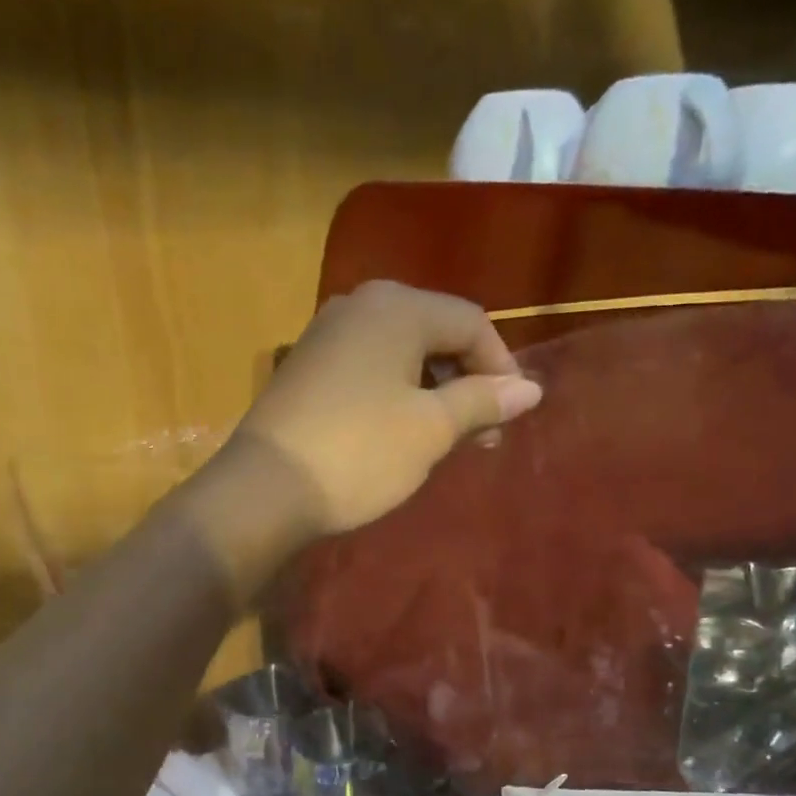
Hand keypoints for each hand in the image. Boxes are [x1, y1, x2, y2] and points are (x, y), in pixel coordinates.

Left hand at [235, 280, 541, 535]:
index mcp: (397, 307)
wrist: (264, 490)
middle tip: (484, 435)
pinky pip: (370, 369)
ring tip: (448, 440)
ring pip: (402, 354)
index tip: (512, 416)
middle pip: (436, 333)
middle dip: (468, 381)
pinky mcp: (308, 367)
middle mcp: (360, 305)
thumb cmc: (359, 454)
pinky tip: (403, 433)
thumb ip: (483, 401)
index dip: (502, 367)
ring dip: (434, 392)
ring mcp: (328, 335)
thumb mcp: (431, 429)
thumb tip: (531, 389)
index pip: (471, 322)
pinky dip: (398, 395)